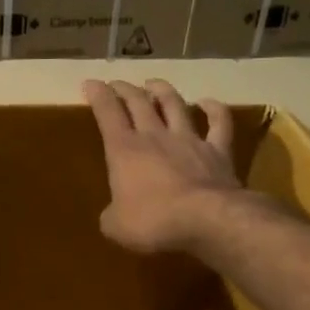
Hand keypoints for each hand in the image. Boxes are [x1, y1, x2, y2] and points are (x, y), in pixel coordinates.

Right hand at [84, 79, 238, 254]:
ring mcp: (189, 140)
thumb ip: (111, 215)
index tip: (90, 83)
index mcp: (124, 150)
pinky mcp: (218, 151)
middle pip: (138, 102)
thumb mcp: (116, 226)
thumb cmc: (153, 221)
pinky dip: (214, 109)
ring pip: (174, 104)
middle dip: (125, 89)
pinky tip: (208, 102)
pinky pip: (218, 122)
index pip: (107, 113)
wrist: (208, 220)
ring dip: (162, 91)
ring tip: (153, 83)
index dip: (97, 95)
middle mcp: (155, 136)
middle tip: (117, 84)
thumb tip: (114, 215)